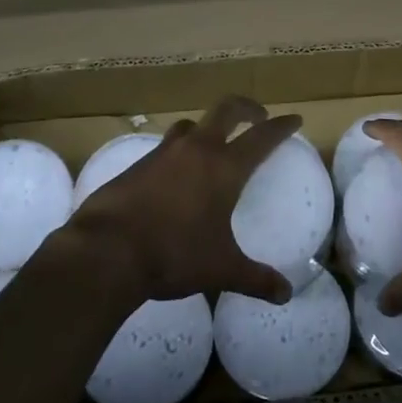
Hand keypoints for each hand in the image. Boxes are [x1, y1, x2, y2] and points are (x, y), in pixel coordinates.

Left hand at [67, 95, 298, 305]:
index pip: (261, 137)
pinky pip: (164, 148)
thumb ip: (256, 279)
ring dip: (206, 128)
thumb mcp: (221, 269)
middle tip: (257, 116)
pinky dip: (177, 153)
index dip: (281, 126)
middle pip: (226, 110)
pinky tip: (175, 176)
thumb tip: (285, 294)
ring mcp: (163, 153)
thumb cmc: (174, 255)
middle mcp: (196, 150)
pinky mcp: (136, 165)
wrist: (107, 250)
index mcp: (224, 167)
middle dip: (246, 108)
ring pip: (190, 125)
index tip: (294, 119)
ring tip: (212, 145)